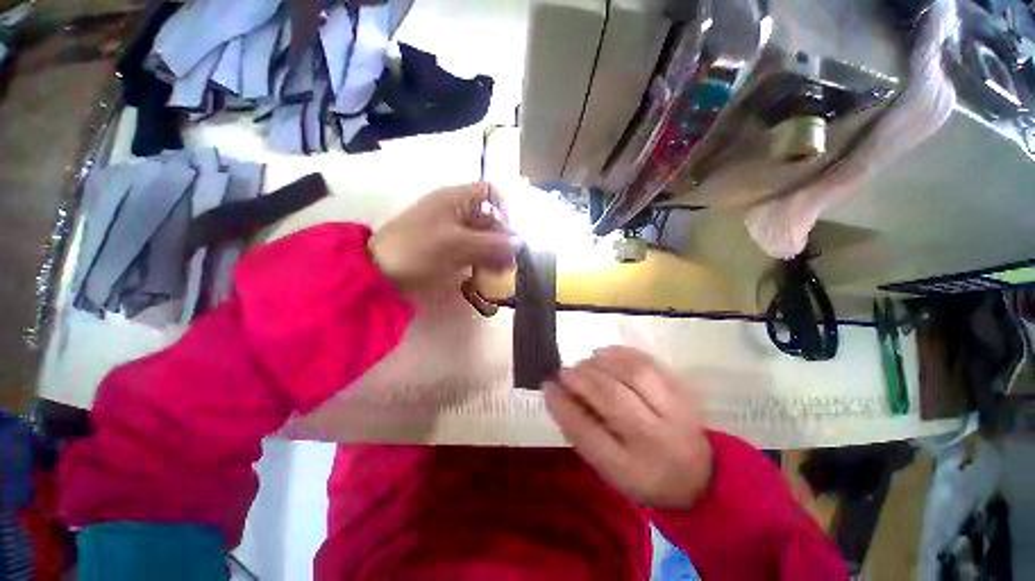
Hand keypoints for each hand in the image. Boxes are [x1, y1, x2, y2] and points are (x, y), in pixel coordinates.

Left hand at [369, 183, 514, 291]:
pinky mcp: (447, 249)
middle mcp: (456, 211)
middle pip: (488, 219)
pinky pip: (471, 251)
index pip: (490, 193)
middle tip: (512, 262)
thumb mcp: (457, 245)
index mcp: (456, 199)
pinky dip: (481, 261)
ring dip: (494, 252)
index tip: (512, 232)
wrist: (379, 272)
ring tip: (503, 271)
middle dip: (502, 238)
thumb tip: (520, 244)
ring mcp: (450, 231)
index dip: (505, 208)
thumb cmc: (418, 251)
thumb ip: (491, 244)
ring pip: (481, 237)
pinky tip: (487, 274)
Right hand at [544, 346, 712, 508]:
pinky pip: (648, 362)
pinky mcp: (683, 390)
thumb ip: (582, 431)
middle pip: (613, 398)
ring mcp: (676, 412)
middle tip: (565, 371)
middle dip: (581, 378)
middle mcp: (656, 441)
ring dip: (601, 362)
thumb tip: (556, 391)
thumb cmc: (643, 473)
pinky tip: (605, 353)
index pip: (587, 433)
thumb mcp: (608, 468)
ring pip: (633, 374)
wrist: (701, 475)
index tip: (547, 385)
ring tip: (586, 362)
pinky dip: (621, 353)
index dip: (562, 405)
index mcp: (631, 470)